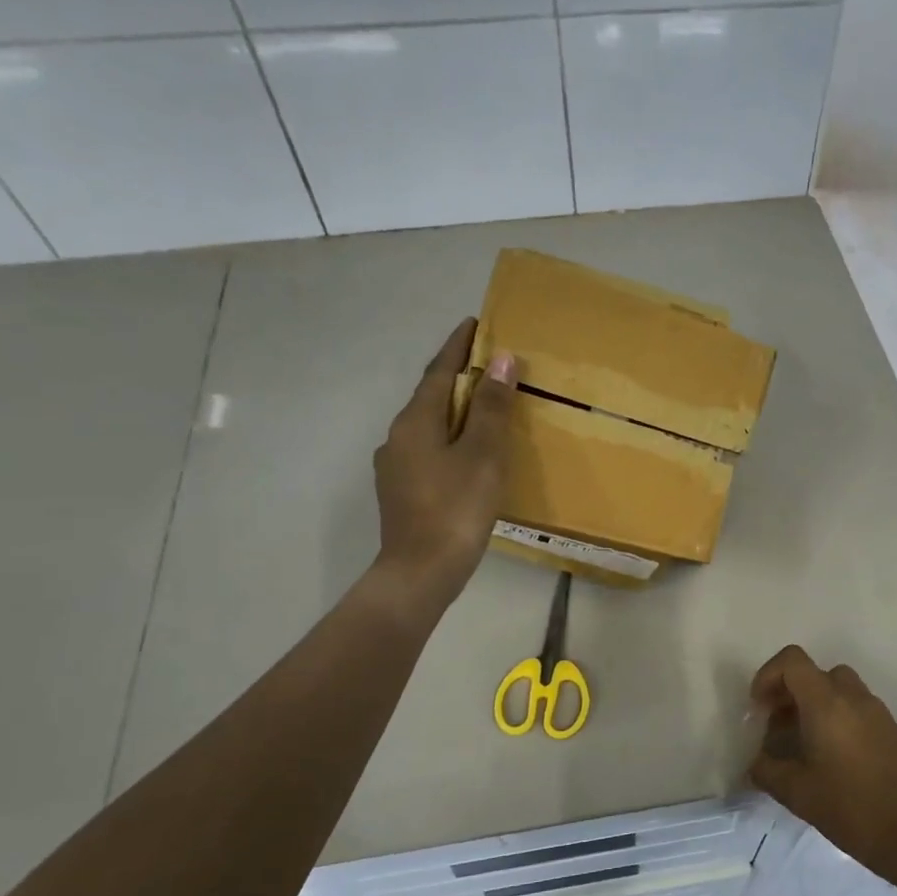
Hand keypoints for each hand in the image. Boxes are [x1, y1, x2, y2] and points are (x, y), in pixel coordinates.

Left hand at [373, 318, 516, 604]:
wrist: (420, 573)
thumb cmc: (456, 509)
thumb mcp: (483, 454)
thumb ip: (492, 407)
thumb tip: (501, 359)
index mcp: (416, 421)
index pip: (439, 370)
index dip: (458, 345)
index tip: (476, 322)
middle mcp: (398, 436)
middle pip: (432, 396)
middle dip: (459, 377)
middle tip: (491, 365)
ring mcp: (395, 466)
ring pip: (430, 425)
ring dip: (455, 410)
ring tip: (485, 408)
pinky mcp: (401, 491)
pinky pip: (429, 450)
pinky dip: (450, 439)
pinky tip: (468, 454)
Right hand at [746, 645, 896, 876]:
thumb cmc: (849, 807)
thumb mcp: (795, 792)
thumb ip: (766, 770)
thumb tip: (756, 762)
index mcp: (826, 703)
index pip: (792, 661)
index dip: (768, 675)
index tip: (759, 708)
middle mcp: (853, 697)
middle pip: (814, 672)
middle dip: (789, 691)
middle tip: (776, 725)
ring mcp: (876, 710)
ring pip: (837, 687)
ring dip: (813, 702)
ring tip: (802, 739)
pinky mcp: (890, 728)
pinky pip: (855, 706)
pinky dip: (836, 715)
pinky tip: (831, 754)